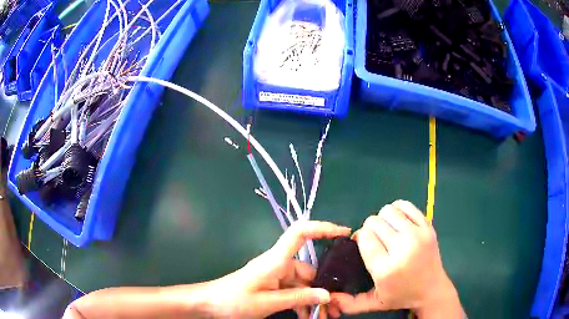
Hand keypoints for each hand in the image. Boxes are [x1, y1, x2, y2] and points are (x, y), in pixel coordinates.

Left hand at [202, 220, 350, 318]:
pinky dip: (302, 303)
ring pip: (304, 285)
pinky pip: (295, 292)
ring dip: (314, 300)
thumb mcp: (267, 302)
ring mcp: (277, 276)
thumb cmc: (234, 300)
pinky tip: (308, 316)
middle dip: (323, 289)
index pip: (300, 233)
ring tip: (324, 316)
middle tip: (335, 309)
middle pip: (309, 271)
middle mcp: (279, 264)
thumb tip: (327, 295)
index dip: (322, 228)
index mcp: (276, 260)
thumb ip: (298, 298)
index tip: (343, 233)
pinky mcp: (274, 286)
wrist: (211, 304)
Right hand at [329, 200, 462, 317]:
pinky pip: (406, 205)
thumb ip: (350, 303)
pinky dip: (397, 209)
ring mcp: (417, 235)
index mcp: (386, 269)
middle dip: (369, 229)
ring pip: (388, 211)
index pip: (364, 237)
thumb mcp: (374, 303)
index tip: (362, 244)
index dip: (359, 237)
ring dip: (383, 219)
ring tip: (387, 230)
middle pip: (374, 222)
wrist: (432, 289)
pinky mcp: (428, 226)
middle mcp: (402, 249)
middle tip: (376, 240)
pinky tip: (398, 221)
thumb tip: (330, 297)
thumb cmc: (401, 296)